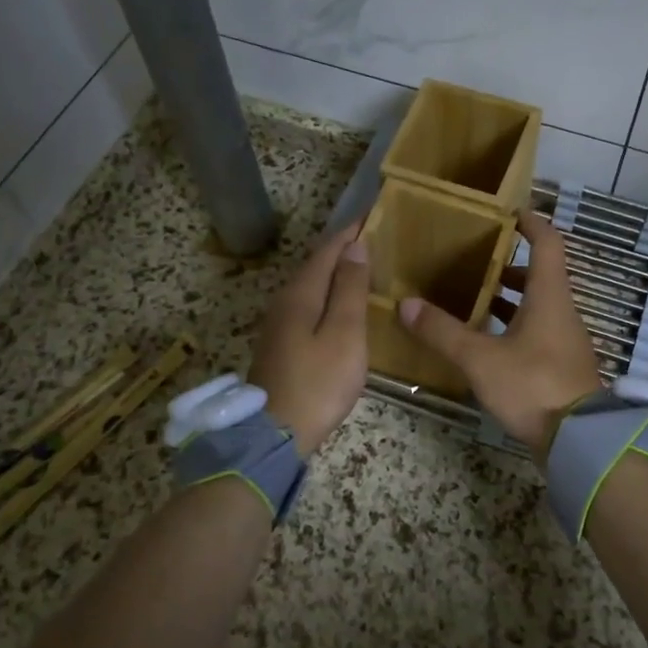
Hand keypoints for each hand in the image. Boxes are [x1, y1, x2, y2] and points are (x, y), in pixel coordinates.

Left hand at [247, 222, 371, 457]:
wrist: (275, 434)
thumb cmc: (318, 382)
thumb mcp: (344, 334)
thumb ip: (350, 289)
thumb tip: (355, 246)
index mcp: (301, 294)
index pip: (327, 250)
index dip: (350, 231)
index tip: (372, 213)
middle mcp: (284, 301)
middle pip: (315, 265)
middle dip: (342, 248)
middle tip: (372, 236)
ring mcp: (279, 325)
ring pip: (310, 286)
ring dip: (334, 272)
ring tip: (361, 265)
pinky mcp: (281, 345)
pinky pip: (307, 305)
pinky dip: (327, 294)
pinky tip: (339, 305)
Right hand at [399, 210, 603, 456]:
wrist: (579, 440)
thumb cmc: (533, 386)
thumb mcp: (480, 359)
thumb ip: (443, 331)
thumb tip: (406, 304)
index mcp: (549, 296)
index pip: (547, 243)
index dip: (531, 222)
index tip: (507, 211)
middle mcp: (561, 310)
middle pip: (540, 273)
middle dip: (508, 263)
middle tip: (474, 257)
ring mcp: (565, 338)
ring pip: (538, 303)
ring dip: (510, 295)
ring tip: (473, 295)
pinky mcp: (562, 363)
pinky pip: (537, 329)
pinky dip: (514, 323)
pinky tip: (488, 338)